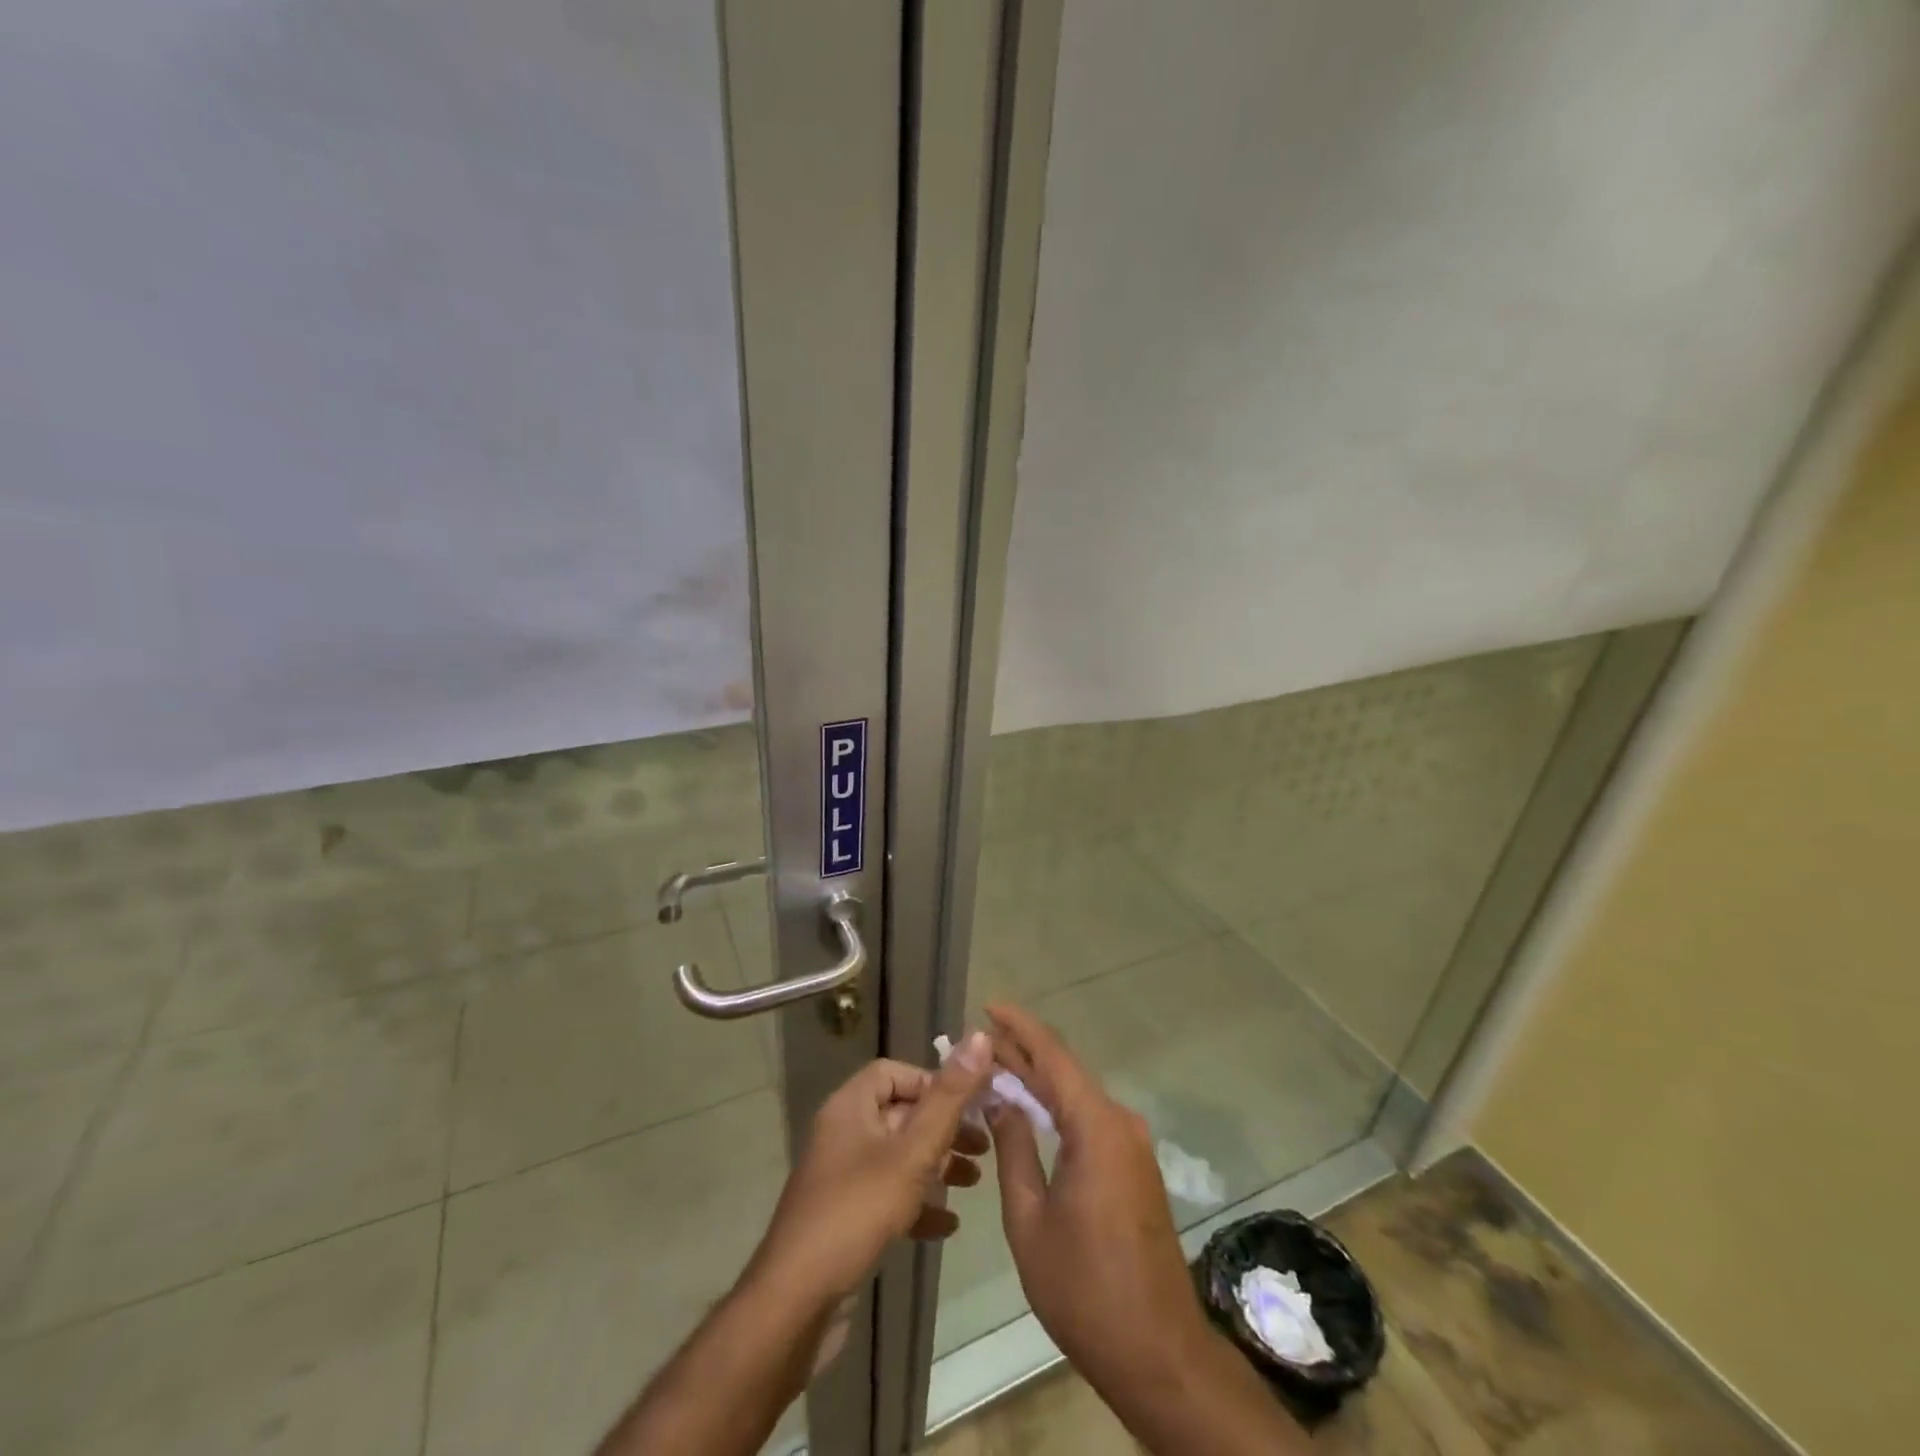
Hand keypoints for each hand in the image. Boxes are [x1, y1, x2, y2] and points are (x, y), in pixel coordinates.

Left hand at [749, 1034, 995, 1313]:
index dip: (933, 1082)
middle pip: (901, 1114)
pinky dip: (918, 1203)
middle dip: (944, 1127)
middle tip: (983, 1145)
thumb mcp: (911, 1153)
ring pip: (898, 1156)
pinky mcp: (846, 1217)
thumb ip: (948, 1098)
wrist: (796, 1304)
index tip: (969, 1104)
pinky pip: (888, 1196)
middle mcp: (844, 1134)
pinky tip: (948, 1225)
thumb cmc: (856, 1213)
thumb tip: (980, 1037)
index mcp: (850, 1107)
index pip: (894, 1073)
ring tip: (974, 1181)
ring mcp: (842, 1177)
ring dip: (936, 1165)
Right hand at [985, 1005, 1211, 1391]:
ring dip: (1038, 1081)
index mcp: (1096, 1127)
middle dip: (1021, 1054)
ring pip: (1078, 1095)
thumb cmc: (1084, 1288)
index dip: (1019, 1028)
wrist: (1158, 1352)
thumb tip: (1003, 1100)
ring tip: (993, 1071)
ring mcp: (1132, 1145)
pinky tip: (1029, 1111)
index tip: (988, 1006)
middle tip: (977, 1044)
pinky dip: (1057, 1108)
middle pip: (1065, 1073)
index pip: (1053, 1057)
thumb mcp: (1030, 1219)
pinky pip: (1090, 1120)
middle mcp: (1120, 1123)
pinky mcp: (1135, 1167)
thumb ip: (1015, 1149)